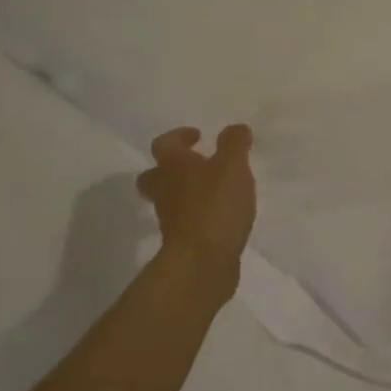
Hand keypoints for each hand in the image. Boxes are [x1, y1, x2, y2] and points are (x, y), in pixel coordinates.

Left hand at [138, 125, 256, 278]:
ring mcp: (170, 218)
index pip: (164, 144)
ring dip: (186, 192)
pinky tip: (220, 216)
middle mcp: (165, 190)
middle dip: (172, 168)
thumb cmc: (215, 205)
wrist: (202, 261)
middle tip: (195, 165)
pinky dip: (198, 215)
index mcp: (173, 166)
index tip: (197, 136)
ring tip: (214, 191)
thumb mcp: (233, 166)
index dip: (179, 136)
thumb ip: (234, 144)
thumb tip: (235, 129)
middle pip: (155, 175)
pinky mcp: (182, 241)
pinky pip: (186, 221)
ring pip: (170, 199)